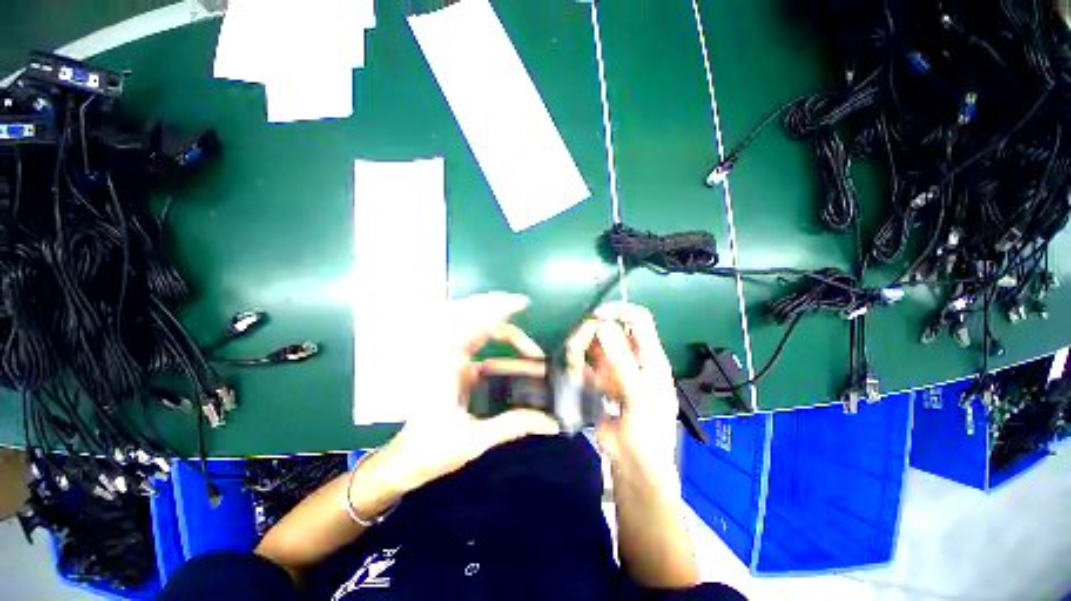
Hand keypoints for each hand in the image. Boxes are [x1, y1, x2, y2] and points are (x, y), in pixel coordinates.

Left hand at [373, 292, 560, 495]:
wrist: (405, 462)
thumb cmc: (432, 451)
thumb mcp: (474, 440)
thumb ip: (513, 426)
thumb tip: (549, 421)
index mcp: (443, 369)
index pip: (471, 328)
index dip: (496, 310)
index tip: (520, 303)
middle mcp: (443, 357)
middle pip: (467, 317)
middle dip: (495, 306)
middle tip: (521, 304)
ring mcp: (447, 359)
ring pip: (469, 325)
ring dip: (493, 317)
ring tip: (515, 313)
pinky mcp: (453, 365)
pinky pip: (472, 340)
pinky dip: (489, 332)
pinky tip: (506, 337)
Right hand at [567, 302, 679, 485]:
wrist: (634, 465)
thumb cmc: (647, 434)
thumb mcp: (639, 398)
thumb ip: (622, 363)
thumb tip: (602, 326)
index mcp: (650, 357)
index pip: (638, 318)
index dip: (618, 310)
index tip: (595, 317)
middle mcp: (631, 356)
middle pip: (608, 329)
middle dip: (589, 334)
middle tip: (575, 351)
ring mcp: (613, 367)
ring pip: (592, 343)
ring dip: (579, 350)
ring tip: (573, 368)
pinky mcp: (598, 380)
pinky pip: (583, 362)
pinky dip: (575, 365)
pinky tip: (574, 377)